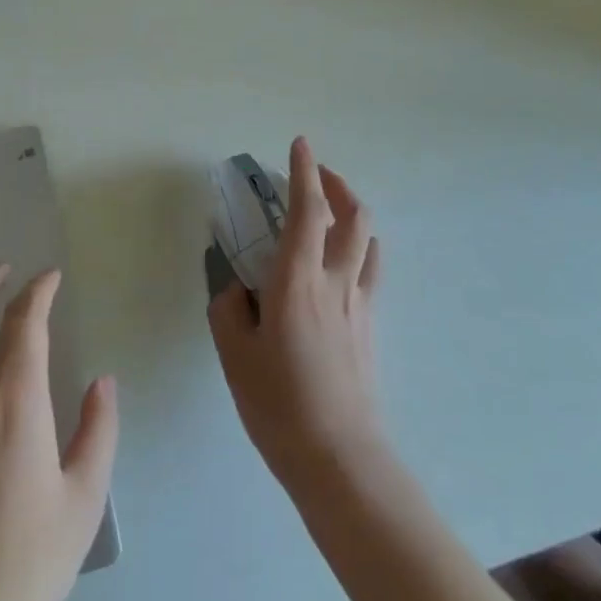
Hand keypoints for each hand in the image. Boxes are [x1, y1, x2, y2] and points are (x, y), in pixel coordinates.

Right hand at [209, 136, 386, 498]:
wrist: (339, 457)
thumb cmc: (279, 403)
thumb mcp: (235, 354)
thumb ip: (229, 309)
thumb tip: (237, 288)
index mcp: (297, 280)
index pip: (308, 210)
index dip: (303, 172)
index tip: (299, 144)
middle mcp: (336, 280)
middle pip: (352, 215)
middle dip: (336, 184)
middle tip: (315, 175)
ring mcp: (360, 302)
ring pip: (368, 239)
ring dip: (352, 212)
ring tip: (331, 210)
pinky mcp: (370, 325)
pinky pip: (371, 269)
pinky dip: (359, 246)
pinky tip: (343, 260)